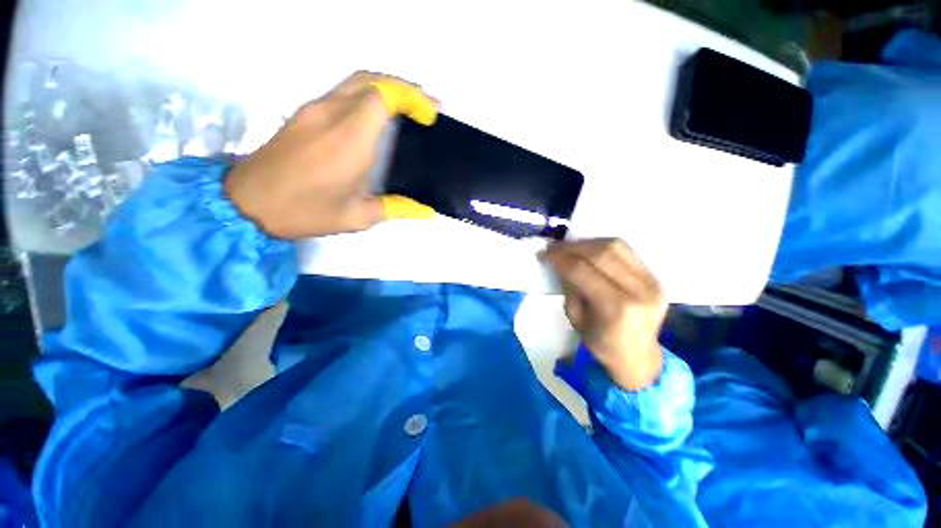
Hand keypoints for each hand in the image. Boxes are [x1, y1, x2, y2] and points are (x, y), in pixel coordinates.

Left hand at [225, 72, 436, 238]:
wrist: (248, 203)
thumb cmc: (306, 212)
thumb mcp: (358, 217)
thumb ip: (397, 209)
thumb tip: (427, 212)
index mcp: (349, 140)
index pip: (383, 97)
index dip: (412, 98)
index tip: (431, 115)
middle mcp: (332, 115)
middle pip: (372, 80)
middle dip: (405, 88)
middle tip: (426, 108)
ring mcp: (314, 109)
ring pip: (356, 81)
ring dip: (387, 88)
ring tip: (409, 108)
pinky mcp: (304, 113)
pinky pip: (342, 91)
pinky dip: (368, 95)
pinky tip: (378, 116)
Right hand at [541, 239, 666, 389]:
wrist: (639, 358)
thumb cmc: (601, 344)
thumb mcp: (576, 318)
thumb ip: (570, 287)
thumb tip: (561, 262)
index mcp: (616, 309)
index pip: (582, 271)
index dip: (560, 258)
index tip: (544, 253)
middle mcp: (639, 291)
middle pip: (601, 253)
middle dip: (572, 247)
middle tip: (554, 247)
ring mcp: (652, 282)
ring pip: (616, 246)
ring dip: (588, 243)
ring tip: (570, 247)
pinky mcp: (656, 277)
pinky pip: (626, 251)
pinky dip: (603, 246)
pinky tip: (589, 250)